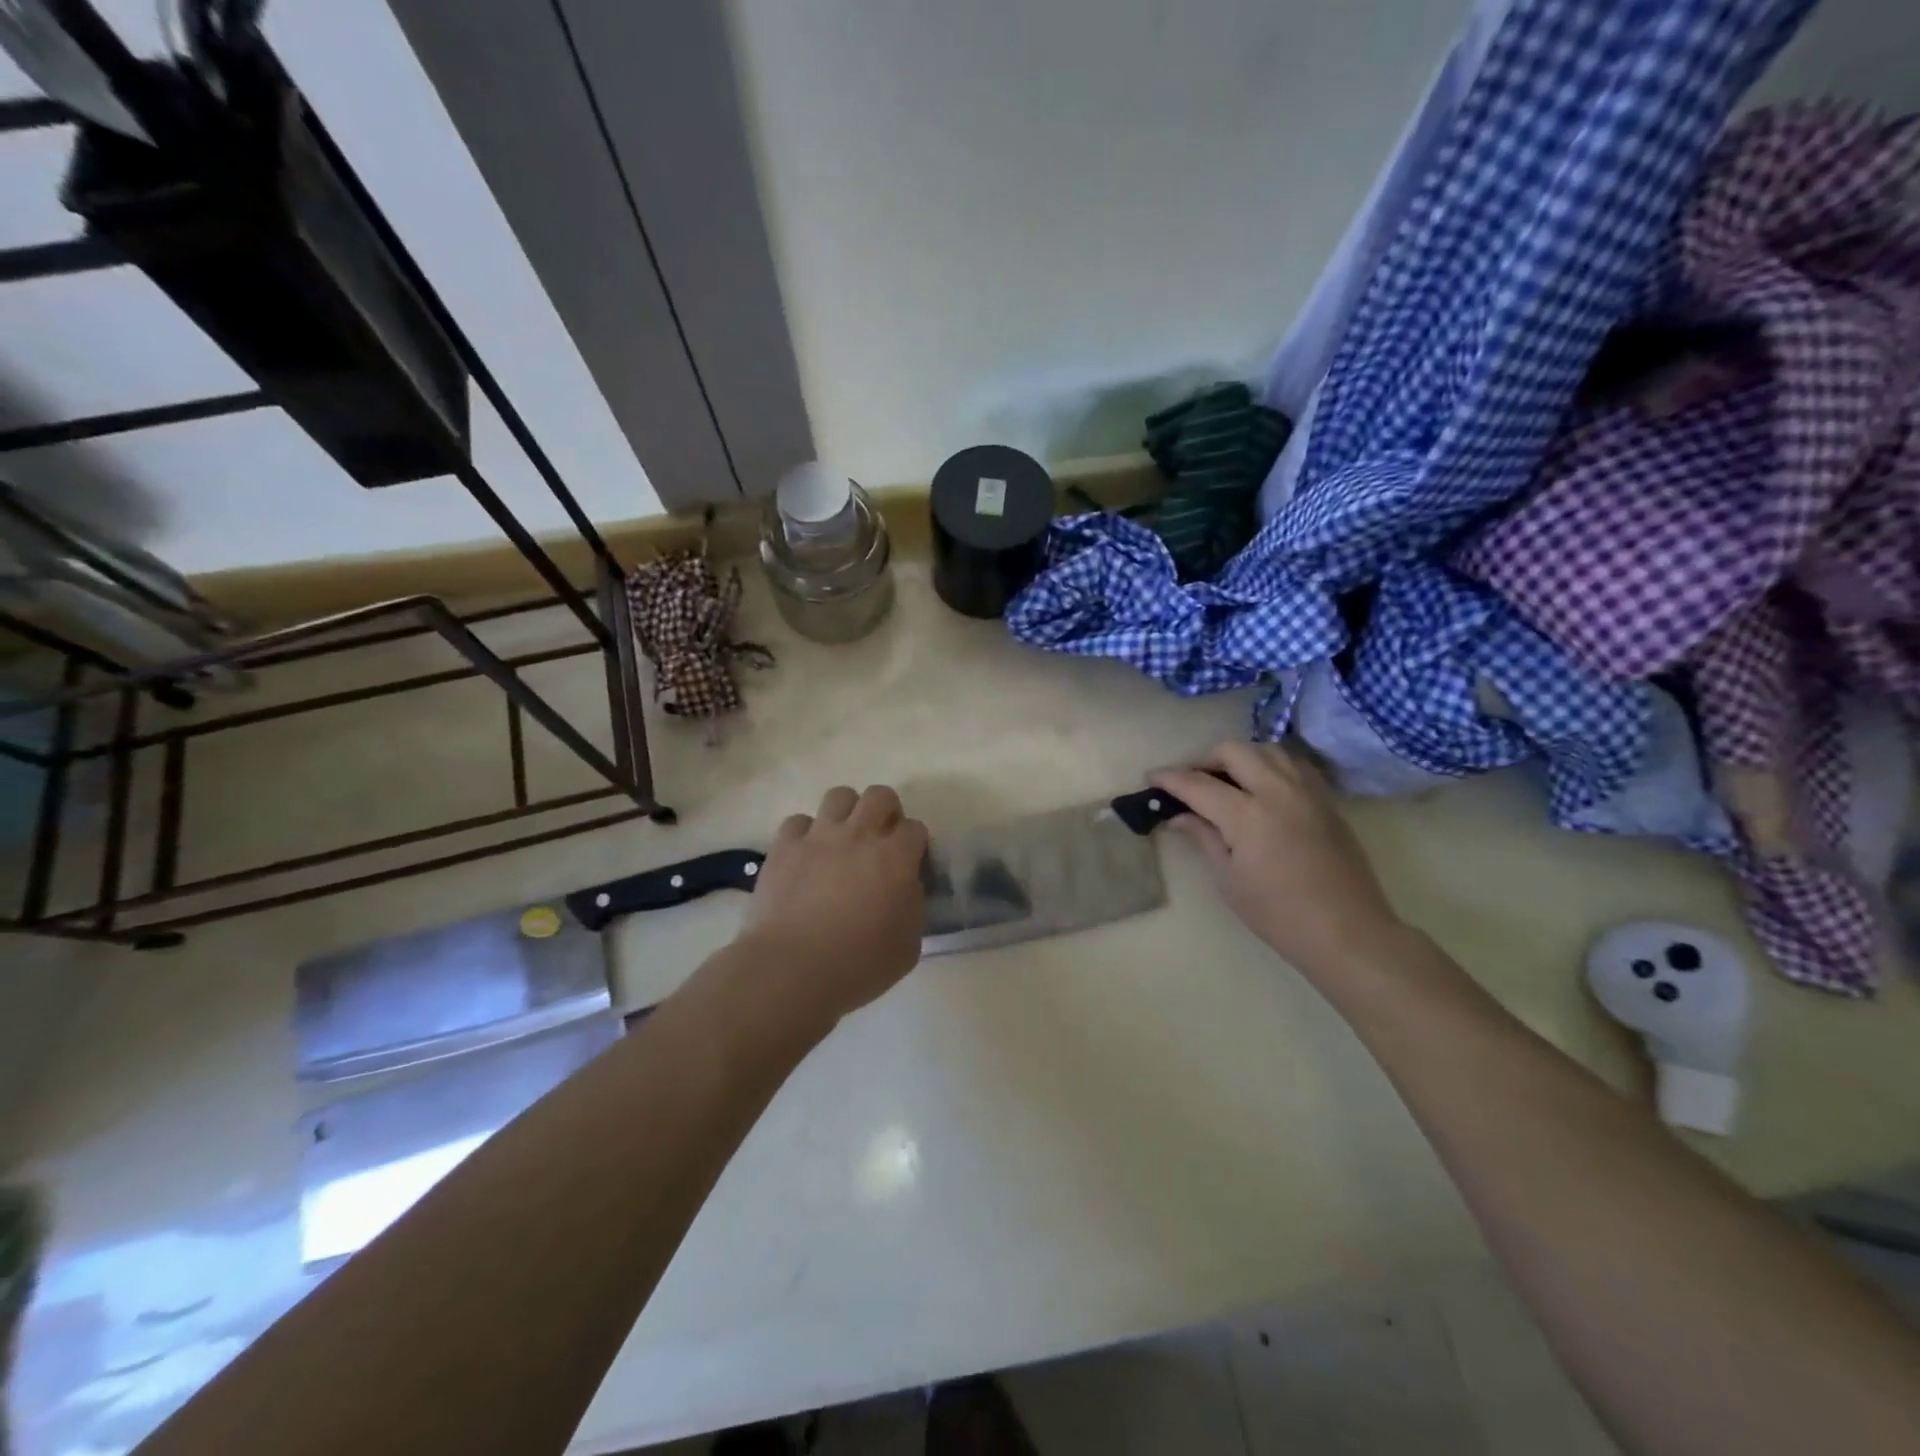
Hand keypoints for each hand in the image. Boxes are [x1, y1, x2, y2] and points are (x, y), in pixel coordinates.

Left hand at [735, 784, 929, 1024]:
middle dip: (886, 812)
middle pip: (880, 795)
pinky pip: (798, 821)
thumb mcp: (909, 944)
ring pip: (839, 795)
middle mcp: (860, 834)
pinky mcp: (784, 846)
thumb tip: (905, 887)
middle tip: (881, 841)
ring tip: (843, 839)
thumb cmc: (860, 964)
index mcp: (896, 857)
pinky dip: (805, 834)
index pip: (916, 828)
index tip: (910, 866)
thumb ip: (913, 905)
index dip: (915, 845)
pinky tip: (806, 856)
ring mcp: (819, 836)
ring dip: (847, 812)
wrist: (793, 968)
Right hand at [1151, 742, 1407, 983]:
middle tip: (1191, 783)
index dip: (1170, 779)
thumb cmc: (1279, 915)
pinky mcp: (1327, 800)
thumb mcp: (1229, 879)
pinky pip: (1293, 765)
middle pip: (1234, 751)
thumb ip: (1203, 837)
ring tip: (1226, 782)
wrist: (1348, 932)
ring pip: (1267, 750)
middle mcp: (1278, 791)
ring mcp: (1307, 792)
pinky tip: (1261, 789)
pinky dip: (1270, 766)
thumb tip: (1179, 815)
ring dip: (1240, 758)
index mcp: (1248, 815)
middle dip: (1204, 760)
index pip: (1198, 784)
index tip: (1151, 778)